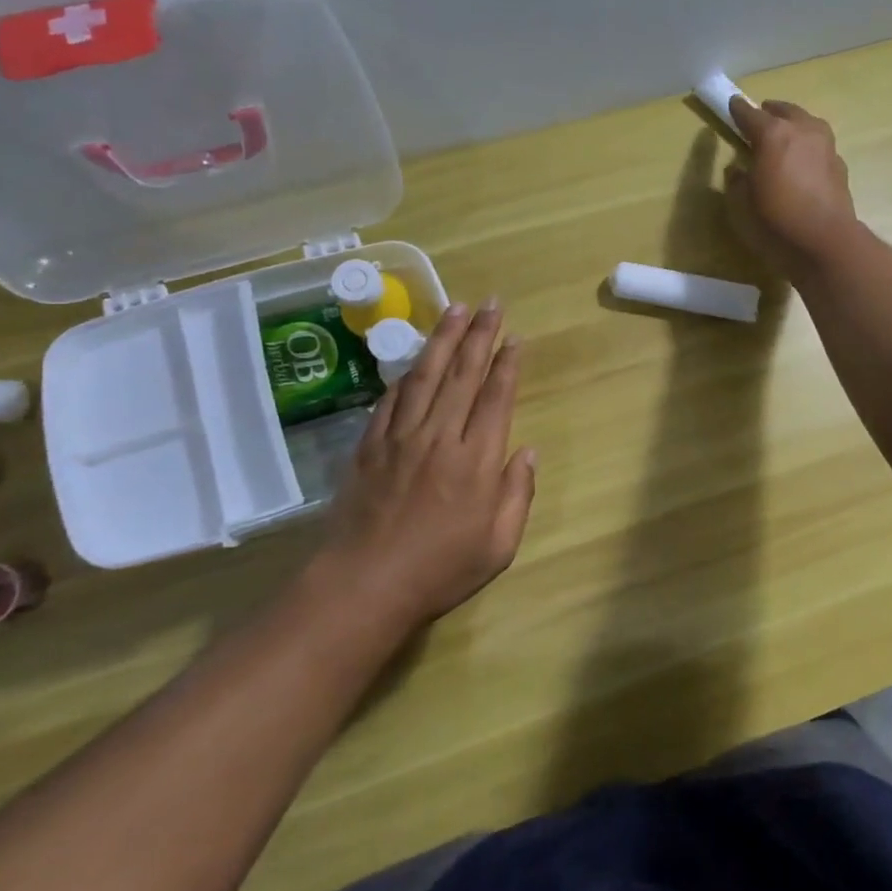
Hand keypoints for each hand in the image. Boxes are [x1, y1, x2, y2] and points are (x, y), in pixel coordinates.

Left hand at [304, 299, 536, 646]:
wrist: (364, 586)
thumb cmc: (440, 570)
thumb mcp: (499, 545)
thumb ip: (518, 494)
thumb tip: (527, 451)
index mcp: (476, 460)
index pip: (495, 398)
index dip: (506, 364)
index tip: (514, 337)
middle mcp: (439, 437)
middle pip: (463, 375)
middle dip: (479, 335)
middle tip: (490, 303)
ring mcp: (400, 439)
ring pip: (425, 376)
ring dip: (442, 339)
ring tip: (454, 309)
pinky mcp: (370, 447)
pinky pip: (391, 400)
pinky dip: (405, 375)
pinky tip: (414, 359)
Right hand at [725, 97, 858, 278]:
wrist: (825, 240)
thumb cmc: (777, 220)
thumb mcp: (743, 204)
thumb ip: (737, 181)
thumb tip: (738, 169)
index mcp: (773, 134)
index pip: (750, 114)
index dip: (738, 110)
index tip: (732, 106)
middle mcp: (802, 130)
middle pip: (784, 111)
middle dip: (770, 112)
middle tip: (760, 118)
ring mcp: (825, 145)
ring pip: (806, 123)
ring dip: (794, 125)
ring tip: (784, 137)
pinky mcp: (839, 163)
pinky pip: (819, 145)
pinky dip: (808, 147)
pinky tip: (802, 161)